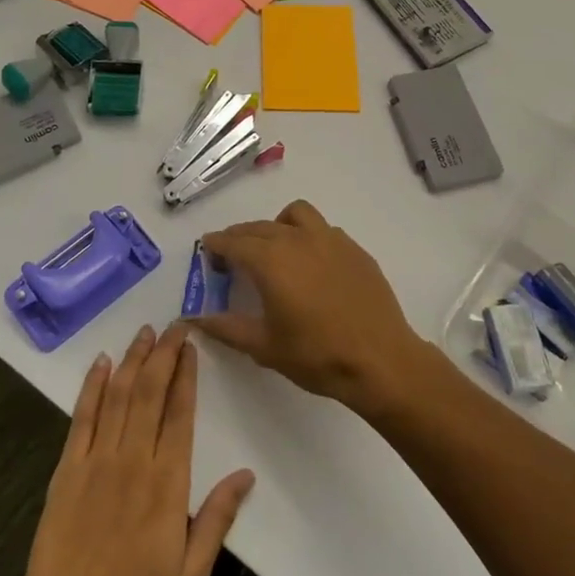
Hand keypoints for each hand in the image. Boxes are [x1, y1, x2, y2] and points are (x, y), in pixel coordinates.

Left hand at [6, 322, 254, 575]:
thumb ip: (217, 519)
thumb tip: (246, 474)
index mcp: (167, 482)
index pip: (180, 412)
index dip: (186, 374)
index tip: (192, 346)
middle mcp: (133, 460)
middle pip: (150, 391)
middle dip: (164, 353)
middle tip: (174, 325)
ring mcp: (96, 460)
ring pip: (118, 394)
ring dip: (132, 358)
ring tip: (146, 332)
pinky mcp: (67, 467)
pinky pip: (82, 416)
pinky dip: (92, 385)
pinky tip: (101, 362)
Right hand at [193, 200, 431, 416]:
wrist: (380, 360)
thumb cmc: (317, 356)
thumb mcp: (264, 347)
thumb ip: (226, 327)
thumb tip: (193, 318)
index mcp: (272, 261)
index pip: (234, 242)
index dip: (217, 244)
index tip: (207, 248)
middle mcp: (298, 240)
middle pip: (259, 227)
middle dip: (240, 236)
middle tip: (231, 255)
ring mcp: (330, 240)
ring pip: (295, 215)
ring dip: (276, 225)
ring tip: (273, 249)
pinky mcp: (354, 249)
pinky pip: (323, 230)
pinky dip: (306, 236)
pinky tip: (310, 264)